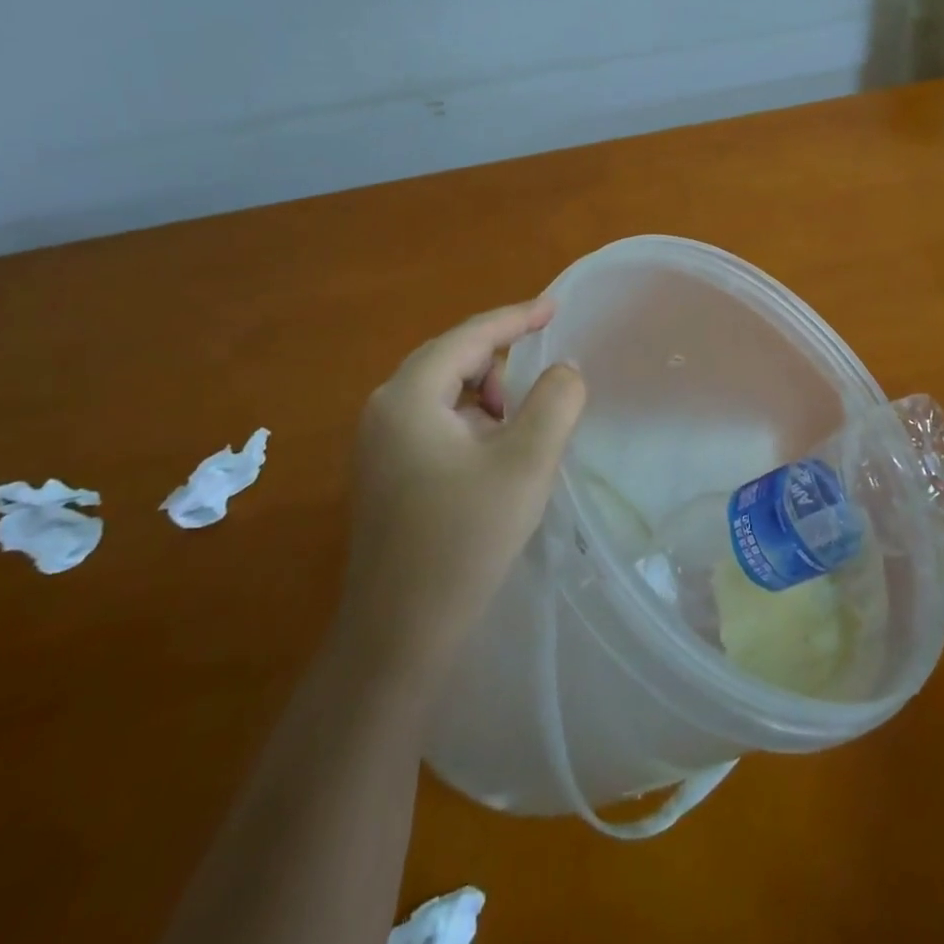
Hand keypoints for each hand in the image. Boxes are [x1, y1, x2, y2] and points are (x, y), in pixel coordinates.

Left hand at [335, 299, 585, 681]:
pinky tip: (497, 453)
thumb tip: (564, 370)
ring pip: (444, 393)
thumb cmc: (464, 540)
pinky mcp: (385, 473)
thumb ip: (556, 402)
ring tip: (524, 424)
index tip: (555, 306)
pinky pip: (436, 422)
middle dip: (501, 359)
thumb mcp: (526, 463)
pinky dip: (472, 422)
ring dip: (488, 395)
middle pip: (452, 359)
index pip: (469, 337)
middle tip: (547, 370)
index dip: (515, 317)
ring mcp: (379, 444)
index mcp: (408, 396)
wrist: (398, 636)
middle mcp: (384, 409)